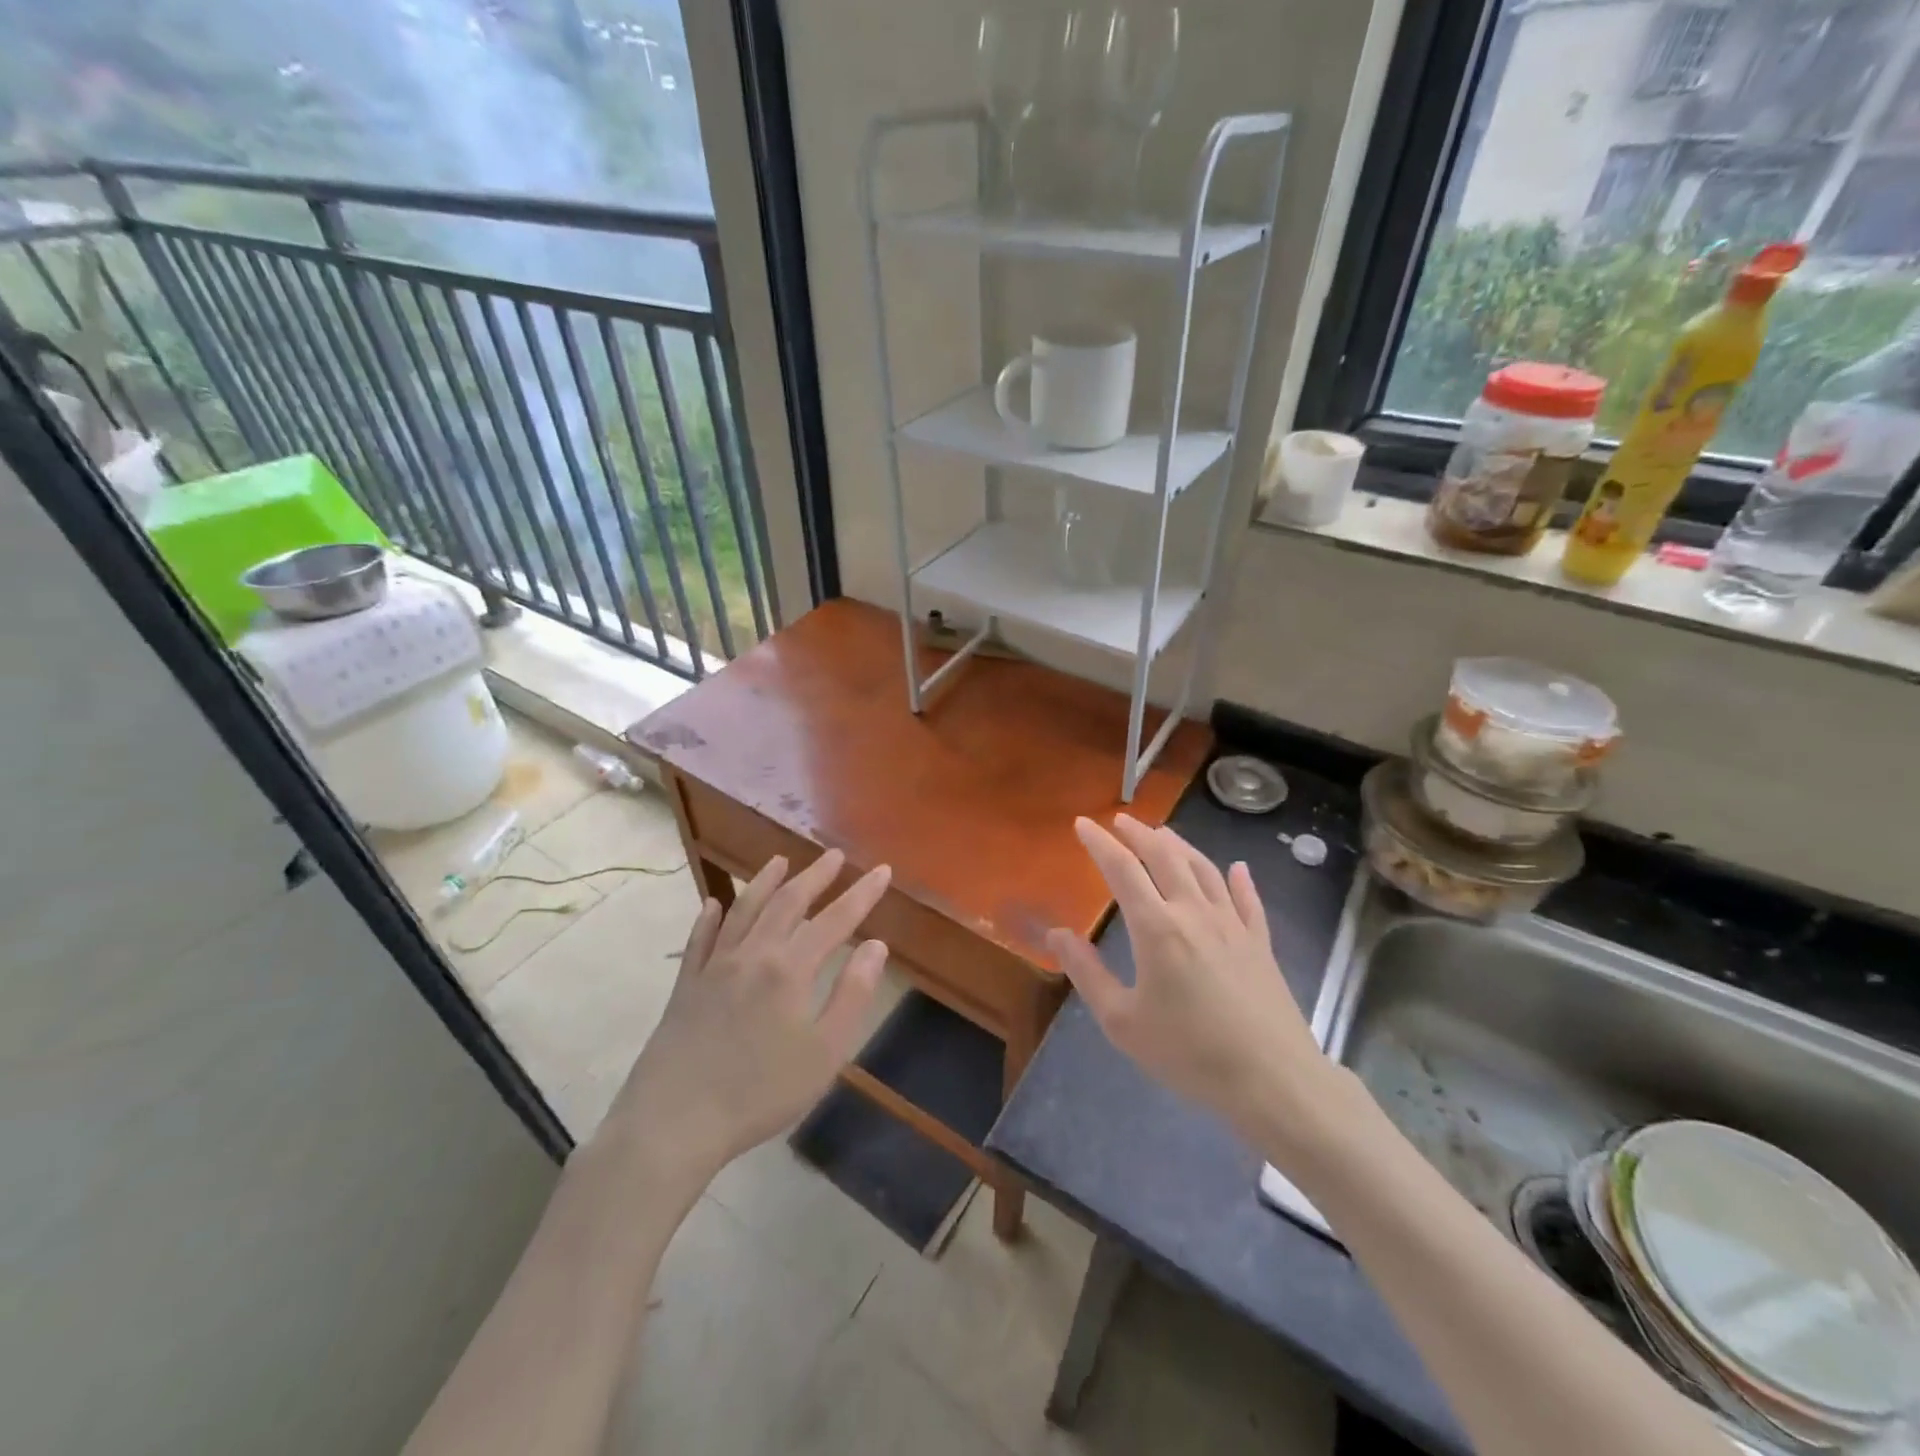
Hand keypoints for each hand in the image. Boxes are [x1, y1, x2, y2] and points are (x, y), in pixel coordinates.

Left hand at [610, 849, 891, 1182]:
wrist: (674, 1122)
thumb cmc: (760, 1092)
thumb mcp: (824, 1052)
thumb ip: (852, 994)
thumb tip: (875, 946)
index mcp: (790, 969)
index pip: (835, 920)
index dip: (862, 894)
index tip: (882, 870)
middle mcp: (752, 955)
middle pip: (788, 903)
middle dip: (815, 876)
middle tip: (834, 856)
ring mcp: (714, 967)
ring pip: (743, 911)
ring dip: (764, 882)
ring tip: (780, 861)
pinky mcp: (685, 987)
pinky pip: (699, 940)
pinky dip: (709, 917)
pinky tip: (713, 905)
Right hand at [1046, 815, 1332, 1145]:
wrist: (1273, 1081)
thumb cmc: (1190, 1054)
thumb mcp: (1122, 1022)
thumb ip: (1087, 973)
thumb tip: (1057, 934)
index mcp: (1157, 928)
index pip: (1122, 870)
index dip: (1099, 843)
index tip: (1083, 823)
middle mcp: (1194, 913)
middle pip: (1165, 857)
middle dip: (1139, 834)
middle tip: (1121, 821)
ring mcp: (1233, 925)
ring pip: (1204, 869)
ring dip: (1179, 846)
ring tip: (1163, 833)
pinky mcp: (1261, 943)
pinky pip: (1248, 900)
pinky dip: (1239, 879)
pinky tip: (1237, 869)